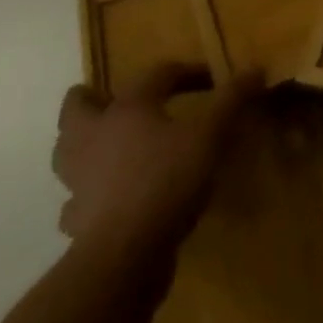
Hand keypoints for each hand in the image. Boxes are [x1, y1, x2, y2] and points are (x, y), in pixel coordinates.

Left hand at [52, 66, 261, 253]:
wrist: (125, 253)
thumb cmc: (168, 180)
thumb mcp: (211, 134)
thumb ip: (232, 100)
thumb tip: (256, 69)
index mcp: (127, 108)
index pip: (157, 75)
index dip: (188, 72)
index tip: (214, 81)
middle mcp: (94, 136)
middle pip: (77, 106)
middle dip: (95, 99)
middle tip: (121, 102)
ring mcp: (78, 180)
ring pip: (66, 151)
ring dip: (84, 144)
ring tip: (109, 146)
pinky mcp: (76, 218)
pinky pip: (75, 200)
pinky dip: (88, 195)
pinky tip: (108, 197)